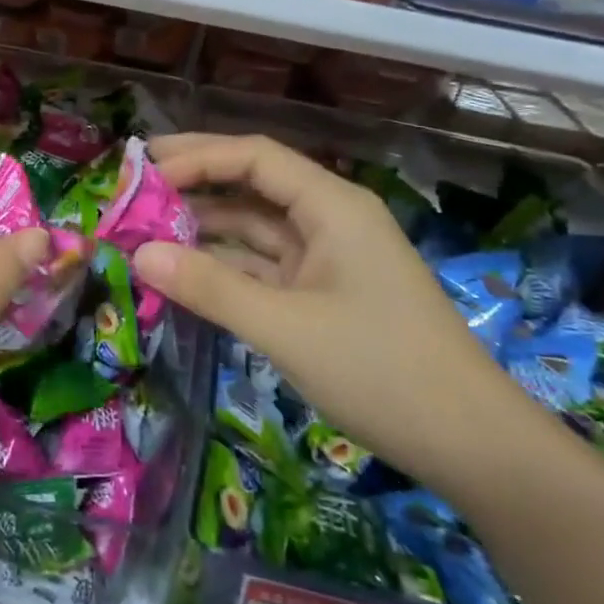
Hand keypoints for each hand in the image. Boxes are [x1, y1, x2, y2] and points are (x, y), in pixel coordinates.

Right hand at [132, 133, 554, 500]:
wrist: (471, 445)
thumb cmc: (382, 372)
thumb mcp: (285, 327)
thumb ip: (209, 286)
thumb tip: (138, 253)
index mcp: (332, 205)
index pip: (254, 157)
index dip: (196, 157)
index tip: (141, 172)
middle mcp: (328, 219)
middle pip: (252, 184)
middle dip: (194, 181)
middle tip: (133, 183)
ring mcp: (326, 258)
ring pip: (254, 228)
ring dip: (203, 228)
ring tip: (144, 229)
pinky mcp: (321, 294)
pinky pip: (261, 266)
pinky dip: (223, 266)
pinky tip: (182, 271)